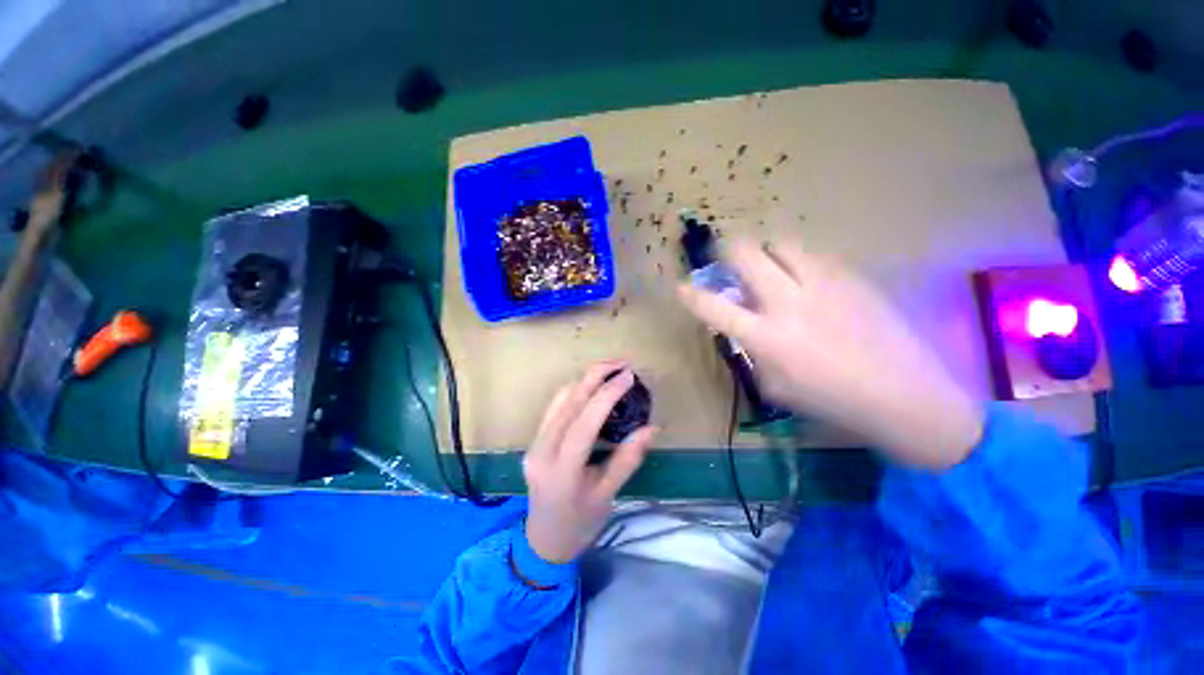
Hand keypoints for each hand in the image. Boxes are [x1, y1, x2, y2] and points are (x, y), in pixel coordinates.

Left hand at [523, 361, 656, 562]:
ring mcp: (534, 443)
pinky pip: (555, 406)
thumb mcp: (607, 495)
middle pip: (568, 402)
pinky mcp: (534, 439)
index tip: (629, 376)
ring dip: (585, 379)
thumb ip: (628, 459)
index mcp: (562, 470)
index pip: (584, 422)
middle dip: (595, 375)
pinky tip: (592, 387)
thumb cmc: (580, 523)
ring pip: (559, 399)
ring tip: (611, 371)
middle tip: (622, 363)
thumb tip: (652, 427)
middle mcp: (542, 450)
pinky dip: (575, 391)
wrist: (544, 540)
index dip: (607, 395)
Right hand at [677, 239, 982, 469]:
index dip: (692, 295)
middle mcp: (789, 302)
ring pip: (782, 243)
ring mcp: (824, 284)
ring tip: (770, 265)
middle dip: (727, 249)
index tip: (682, 287)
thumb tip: (744, 329)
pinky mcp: (852, 277)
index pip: (714, 308)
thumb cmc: (832, 401)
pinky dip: (799, 261)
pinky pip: (815, 255)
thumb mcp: (775, 386)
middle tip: (727, 256)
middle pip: (747, 254)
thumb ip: (753, 353)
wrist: (905, 397)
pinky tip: (806, 278)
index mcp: (766, 337)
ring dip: (766, 251)